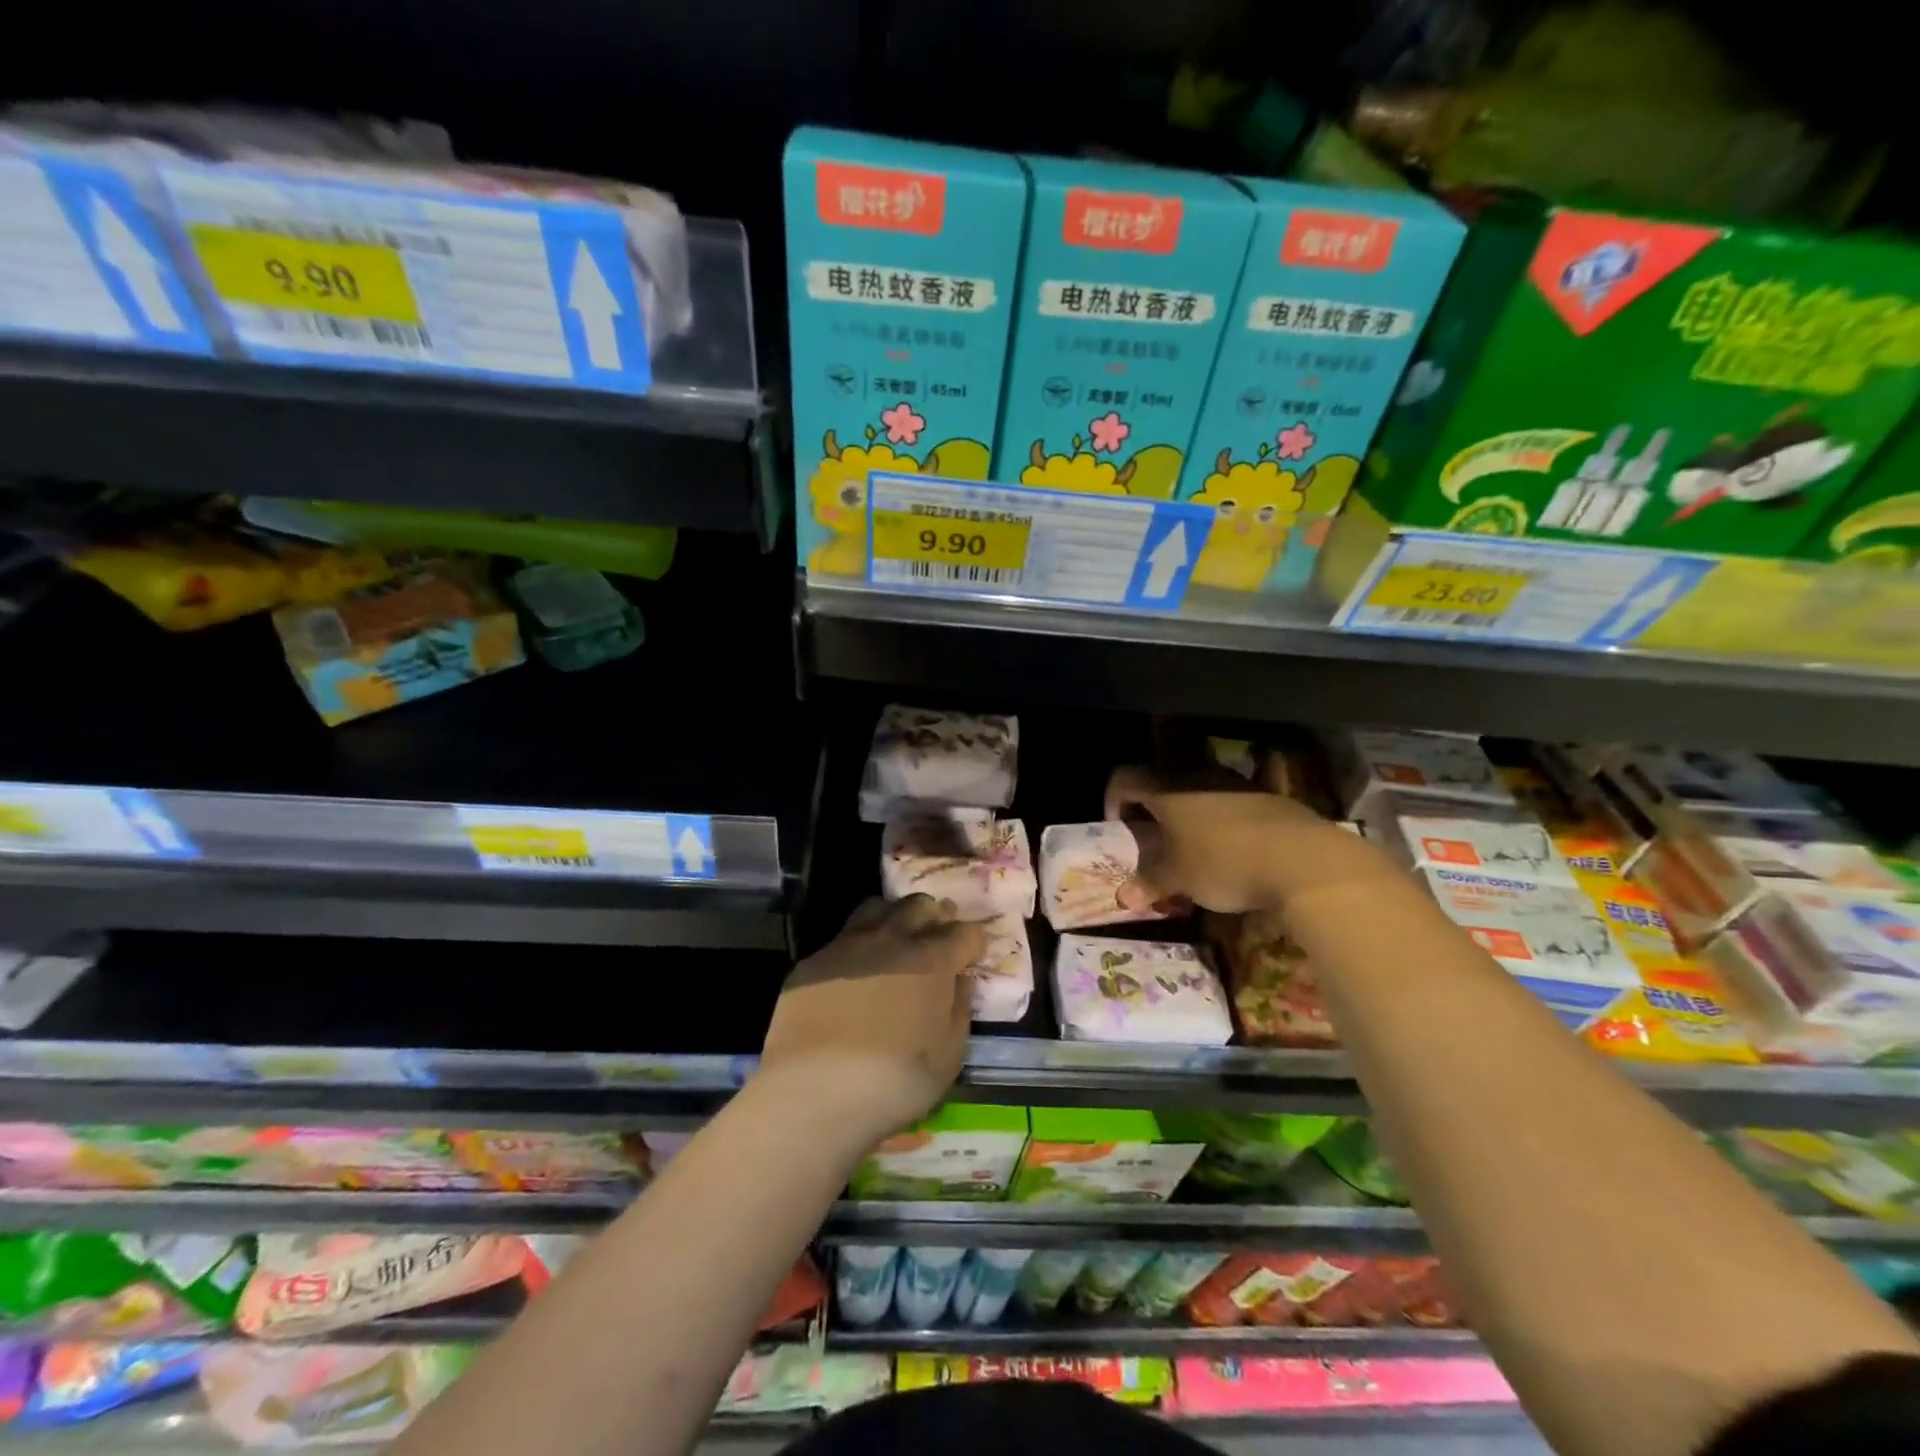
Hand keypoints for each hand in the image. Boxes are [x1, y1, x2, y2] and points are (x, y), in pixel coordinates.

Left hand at [758, 896, 985, 1146]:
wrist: (815, 1091)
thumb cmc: (896, 1080)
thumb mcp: (948, 1056)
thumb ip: (959, 1010)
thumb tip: (961, 981)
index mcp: (932, 960)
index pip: (964, 933)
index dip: (972, 943)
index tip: (970, 958)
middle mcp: (891, 939)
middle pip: (919, 905)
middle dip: (933, 917)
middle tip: (934, 938)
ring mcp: (848, 945)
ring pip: (877, 908)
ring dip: (893, 918)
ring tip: (893, 941)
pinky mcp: (812, 961)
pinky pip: (841, 939)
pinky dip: (855, 948)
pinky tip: (852, 974)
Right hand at [1107, 766, 1399, 912]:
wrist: (1304, 860)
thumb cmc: (1224, 864)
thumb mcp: (1180, 880)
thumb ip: (1150, 884)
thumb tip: (1122, 898)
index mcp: (1167, 790)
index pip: (1125, 778)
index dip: (1114, 799)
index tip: (1119, 827)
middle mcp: (1197, 776)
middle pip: (1162, 783)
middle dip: (1153, 809)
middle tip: (1154, 839)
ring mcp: (1236, 783)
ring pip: (1199, 791)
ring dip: (1189, 814)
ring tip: (1193, 847)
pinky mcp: (1268, 796)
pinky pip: (1231, 802)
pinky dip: (1222, 820)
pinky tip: (1234, 850)